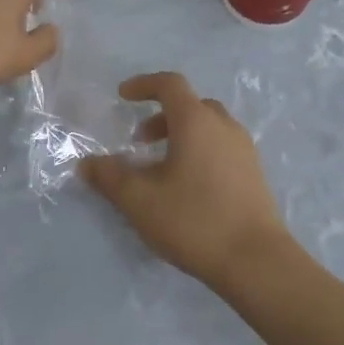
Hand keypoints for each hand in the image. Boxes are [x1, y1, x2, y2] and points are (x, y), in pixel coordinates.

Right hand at [80, 73, 291, 288]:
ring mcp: (244, 149)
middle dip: (161, 115)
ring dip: (181, 135)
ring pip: (209, 127)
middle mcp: (224, 126)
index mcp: (196, 121)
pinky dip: (200, 150)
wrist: (256, 260)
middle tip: (140, 141)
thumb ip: (110, 177)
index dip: (144, 84)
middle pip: (191, 105)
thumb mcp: (140, 201)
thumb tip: (87, 163)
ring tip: (161, 167)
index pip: (170, 84)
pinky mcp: (254, 173)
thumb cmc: (194, 220)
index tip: (123, 96)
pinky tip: (188, 186)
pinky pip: (222, 146)